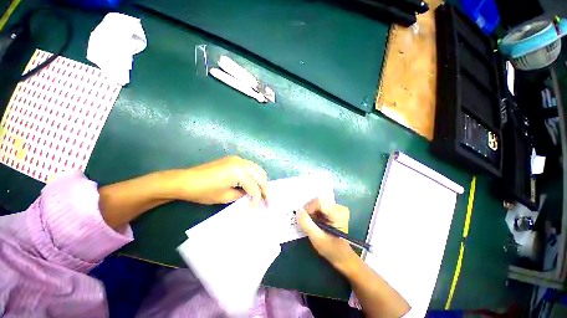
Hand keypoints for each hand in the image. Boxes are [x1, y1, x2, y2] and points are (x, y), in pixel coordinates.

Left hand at [174, 156, 268, 205]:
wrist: (187, 181)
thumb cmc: (205, 191)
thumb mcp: (225, 197)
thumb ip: (241, 195)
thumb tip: (249, 196)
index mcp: (240, 171)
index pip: (255, 188)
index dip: (257, 201)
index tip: (257, 211)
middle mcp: (241, 162)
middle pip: (260, 175)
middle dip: (265, 189)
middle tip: (268, 203)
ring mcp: (236, 159)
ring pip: (256, 169)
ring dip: (261, 181)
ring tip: (262, 195)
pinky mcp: (230, 160)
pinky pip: (248, 167)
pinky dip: (253, 176)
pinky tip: (253, 186)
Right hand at [297, 198, 355, 267]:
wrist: (341, 255)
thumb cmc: (330, 248)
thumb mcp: (316, 237)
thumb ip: (306, 223)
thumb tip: (298, 211)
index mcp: (338, 213)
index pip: (319, 201)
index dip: (308, 208)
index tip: (303, 219)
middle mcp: (340, 208)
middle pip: (319, 201)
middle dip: (309, 210)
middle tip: (304, 222)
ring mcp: (338, 210)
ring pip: (319, 204)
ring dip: (311, 213)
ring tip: (309, 224)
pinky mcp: (335, 213)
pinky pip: (322, 208)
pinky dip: (315, 214)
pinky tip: (314, 223)